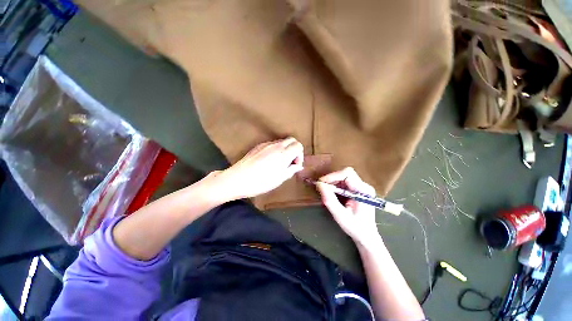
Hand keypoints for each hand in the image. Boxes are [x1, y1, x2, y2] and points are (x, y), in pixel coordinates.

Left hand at [218, 137, 303, 199]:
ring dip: (285, 149)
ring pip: (282, 141)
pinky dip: (276, 149)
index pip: (298, 145)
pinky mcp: (258, 146)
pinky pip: (272, 144)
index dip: (300, 155)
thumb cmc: (261, 182)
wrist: (238, 179)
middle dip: (294, 149)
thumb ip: (291, 170)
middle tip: (290, 162)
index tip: (295, 165)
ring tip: (279, 162)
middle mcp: (276, 146)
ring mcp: (266, 144)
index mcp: (283, 154)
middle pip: (292, 140)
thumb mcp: (280, 179)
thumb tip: (299, 166)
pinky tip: (269, 161)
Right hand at [316, 167, 380, 245]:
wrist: (367, 236)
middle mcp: (364, 186)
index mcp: (363, 191)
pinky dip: (336, 186)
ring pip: (344, 177)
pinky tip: (333, 194)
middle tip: (322, 187)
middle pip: (345, 174)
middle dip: (332, 179)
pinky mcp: (358, 189)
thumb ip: (330, 200)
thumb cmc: (355, 227)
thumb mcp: (340, 215)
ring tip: (326, 192)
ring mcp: (362, 187)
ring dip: (333, 182)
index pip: (347, 174)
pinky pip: (344, 182)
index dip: (333, 176)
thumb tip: (319, 185)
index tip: (321, 183)